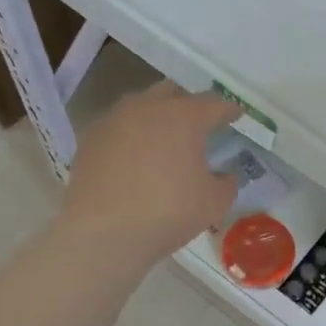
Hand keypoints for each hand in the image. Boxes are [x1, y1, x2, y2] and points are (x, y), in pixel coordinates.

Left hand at [60, 82, 240, 270]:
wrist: (103, 233)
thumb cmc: (167, 213)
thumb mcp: (213, 202)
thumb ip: (226, 183)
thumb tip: (224, 175)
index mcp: (184, 117)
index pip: (214, 104)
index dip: (228, 110)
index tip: (236, 115)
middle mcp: (148, 107)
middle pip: (173, 92)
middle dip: (188, 104)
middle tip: (197, 124)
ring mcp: (114, 119)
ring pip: (140, 105)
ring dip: (155, 115)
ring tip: (162, 138)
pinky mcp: (90, 138)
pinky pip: (117, 126)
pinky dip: (130, 135)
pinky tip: (132, 156)